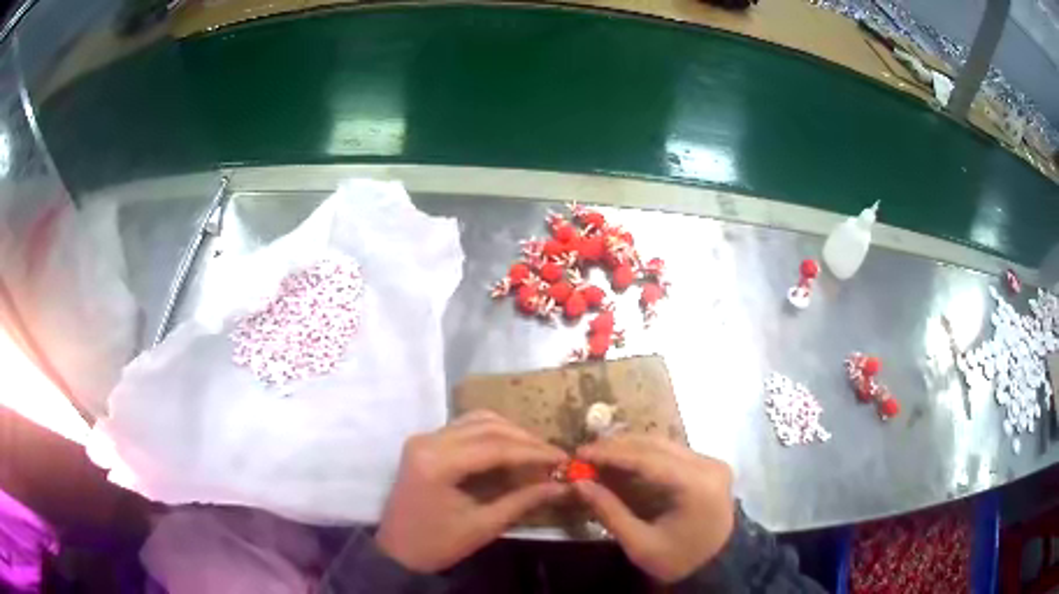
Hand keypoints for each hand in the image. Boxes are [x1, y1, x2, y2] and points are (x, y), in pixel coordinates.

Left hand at [376, 410, 568, 572]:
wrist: (397, 551)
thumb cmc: (438, 544)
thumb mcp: (484, 526)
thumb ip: (523, 501)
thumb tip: (562, 485)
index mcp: (437, 463)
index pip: (495, 447)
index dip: (533, 451)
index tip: (563, 458)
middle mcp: (428, 441)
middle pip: (487, 427)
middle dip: (525, 440)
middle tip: (553, 456)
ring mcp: (423, 438)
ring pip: (476, 420)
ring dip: (510, 432)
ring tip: (535, 452)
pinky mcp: (424, 442)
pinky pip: (464, 427)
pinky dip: (492, 433)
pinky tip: (510, 448)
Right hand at [574, 435, 734, 583]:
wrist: (717, 566)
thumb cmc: (678, 560)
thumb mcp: (640, 544)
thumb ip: (609, 512)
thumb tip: (579, 484)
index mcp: (697, 485)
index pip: (648, 459)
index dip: (612, 453)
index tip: (581, 452)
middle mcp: (709, 465)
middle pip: (657, 445)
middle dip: (618, 447)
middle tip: (586, 453)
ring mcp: (711, 463)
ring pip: (664, 445)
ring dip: (630, 449)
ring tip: (599, 456)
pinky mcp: (709, 467)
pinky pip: (672, 453)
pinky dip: (645, 455)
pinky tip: (623, 462)